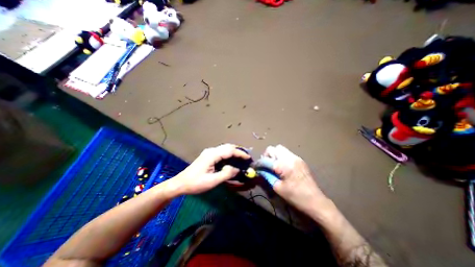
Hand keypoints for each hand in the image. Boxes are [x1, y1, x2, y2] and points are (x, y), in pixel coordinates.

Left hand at [172, 144, 251, 193]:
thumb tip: (237, 169)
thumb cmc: (196, 183)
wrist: (180, 183)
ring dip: (234, 152)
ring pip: (225, 149)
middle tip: (246, 158)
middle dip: (238, 151)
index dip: (240, 154)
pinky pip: (221, 152)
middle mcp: (211, 151)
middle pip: (228, 147)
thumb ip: (226, 174)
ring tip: (241, 158)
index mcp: (212, 155)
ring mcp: (209, 152)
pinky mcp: (208, 156)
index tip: (248, 158)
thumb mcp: (212, 181)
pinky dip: (229, 154)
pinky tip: (232, 160)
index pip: (230, 151)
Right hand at [259, 145, 330, 217]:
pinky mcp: (300, 160)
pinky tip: (282, 167)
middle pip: (273, 148)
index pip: (266, 159)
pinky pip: (286, 153)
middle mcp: (290, 157)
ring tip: (274, 166)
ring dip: (274, 155)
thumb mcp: (277, 188)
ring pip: (280, 149)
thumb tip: (260, 170)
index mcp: (284, 165)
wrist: (316, 201)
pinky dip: (281, 157)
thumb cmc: (296, 197)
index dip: (259, 163)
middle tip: (267, 166)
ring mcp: (296, 157)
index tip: (256, 167)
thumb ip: (267, 176)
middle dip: (267, 156)